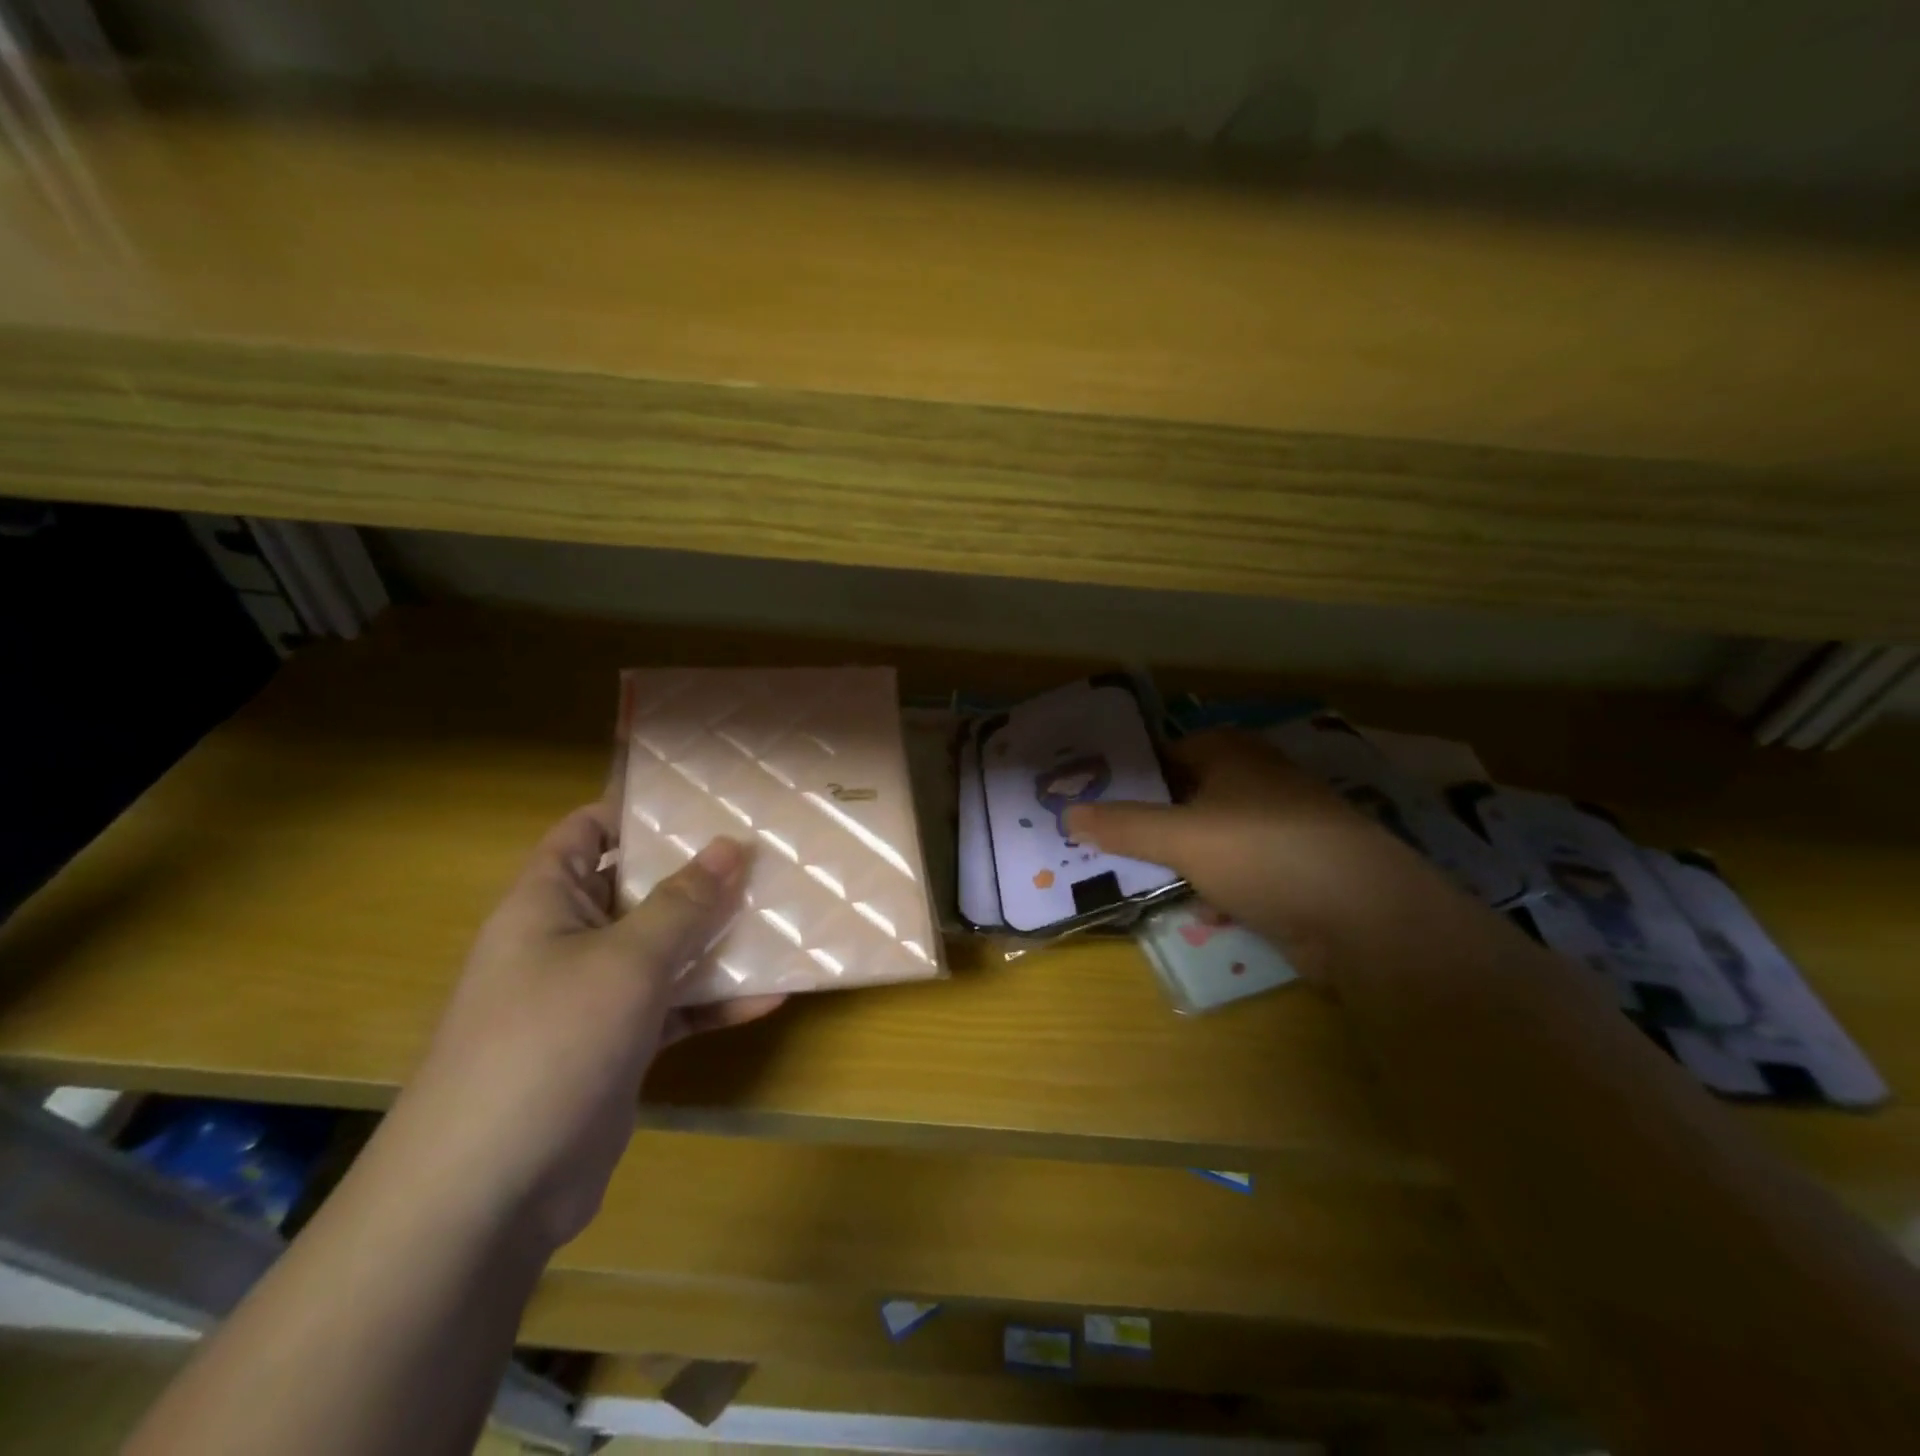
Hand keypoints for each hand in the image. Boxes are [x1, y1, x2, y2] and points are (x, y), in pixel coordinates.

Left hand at [386, 805, 783, 1251]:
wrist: (490, 1194)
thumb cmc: (549, 1044)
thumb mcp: (626, 961)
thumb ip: (683, 903)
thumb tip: (731, 844)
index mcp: (547, 903)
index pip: (588, 832)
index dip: (638, 810)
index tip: (706, 801)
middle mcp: (567, 941)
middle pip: (638, 889)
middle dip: (698, 875)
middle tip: (765, 855)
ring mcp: (593, 997)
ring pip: (663, 950)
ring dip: (716, 938)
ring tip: (782, 916)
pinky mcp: (618, 1046)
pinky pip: (673, 1007)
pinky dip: (715, 1002)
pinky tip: (772, 995)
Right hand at [1067, 732, 1461, 983]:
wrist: (1366, 918)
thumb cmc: (1265, 854)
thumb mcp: (1182, 837)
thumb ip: (1123, 826)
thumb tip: (1067, 813)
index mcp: (1232, 755)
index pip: (1166, 751)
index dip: (1129, 772)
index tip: (1089, 796)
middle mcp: (1255, 782)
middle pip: (1186, 795)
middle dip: (1147, 820)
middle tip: (1098, 840)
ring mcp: (1278, 827)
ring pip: (1210, 837)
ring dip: (1178, 857)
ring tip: (1131, 876)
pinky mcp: (1292, 871)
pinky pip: (1238, 872)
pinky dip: (1215, 886)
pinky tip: (1195, 909)